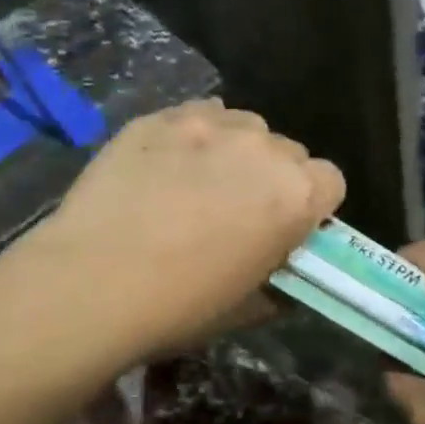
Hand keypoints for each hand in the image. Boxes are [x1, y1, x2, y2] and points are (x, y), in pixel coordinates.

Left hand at [23, 100, 344, 363]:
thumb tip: (278, 275)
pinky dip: (193, 136)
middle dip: (273, 177)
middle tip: (238, 210)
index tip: (286, 227)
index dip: (311, 205)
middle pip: (289, 152)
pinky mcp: (160, 117)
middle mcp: (263, 149)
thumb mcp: (246, 308)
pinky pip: (197, 115)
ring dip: (236, 151)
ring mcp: (209, 126)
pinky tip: (166, 166)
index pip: (331, 181)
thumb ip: (276, 282)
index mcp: (296, 196)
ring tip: (199, 181)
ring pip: (244, 126)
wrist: (93, 282)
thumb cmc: (180, 306)